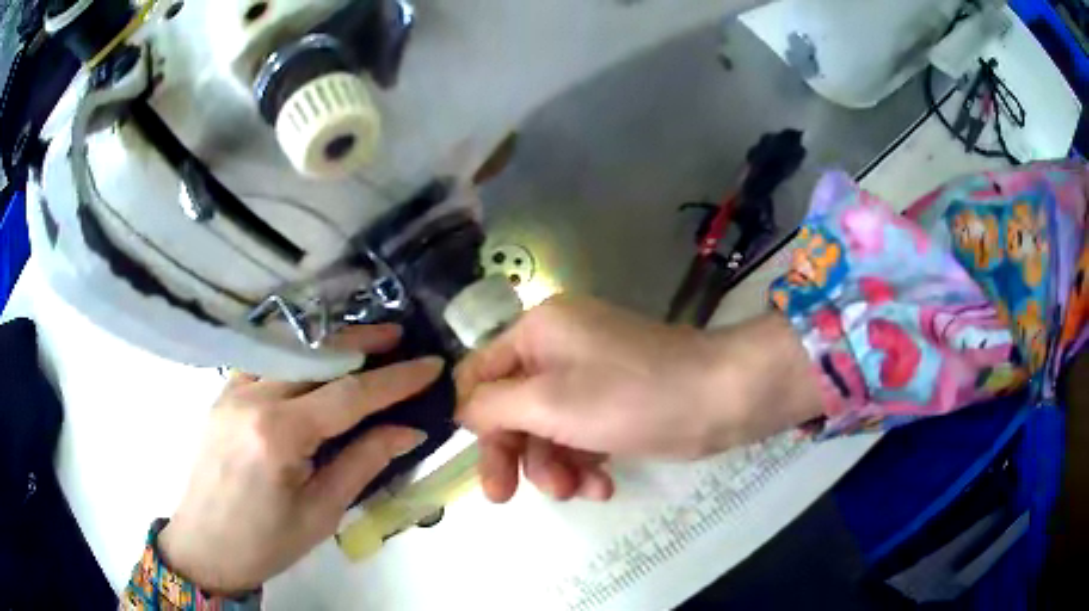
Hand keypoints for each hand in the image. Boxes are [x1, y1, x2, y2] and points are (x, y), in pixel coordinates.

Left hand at [158, 324, 442, 594]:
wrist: (205, 546)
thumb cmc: (267, 542)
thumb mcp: (322, 511)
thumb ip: (364, 462)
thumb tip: (407, 430)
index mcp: (278, 435)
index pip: (348, 395)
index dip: (394, 380)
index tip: (430, 366)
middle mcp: (252, 398)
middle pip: (316, 357)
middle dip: (362, 343)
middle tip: (399, 336)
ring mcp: (232, 390)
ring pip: (288, 352)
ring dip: (329, 345)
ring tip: (364, 343)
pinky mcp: (223, 394)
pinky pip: (264, 362)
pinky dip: (295, 356)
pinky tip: (313, 362)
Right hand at [455, 296, 821, 502]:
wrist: (719, 399)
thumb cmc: (630, 396)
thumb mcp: (548, 401)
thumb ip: (493, 406)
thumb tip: (461, 412)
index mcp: (537, 331)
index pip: (480, 373)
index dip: (474, 418)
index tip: (478, 459)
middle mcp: (557, 349)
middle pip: (512, 408)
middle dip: (514, 454)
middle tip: (504, 497)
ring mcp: (588, 378)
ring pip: (546, 430)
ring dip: (555, 466)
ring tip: (579, 490)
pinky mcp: (612, 405)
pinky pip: (579, 437)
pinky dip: (585, 464)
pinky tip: (603, 486)